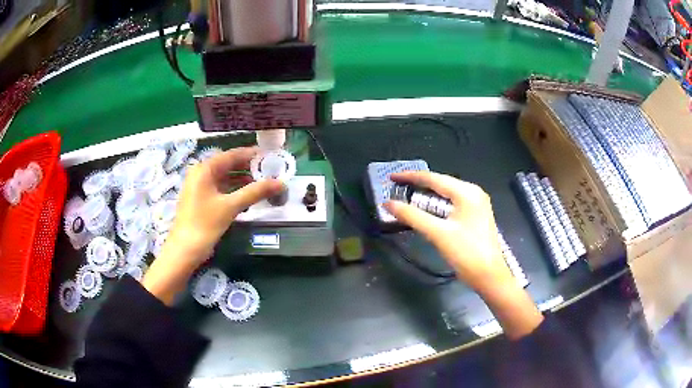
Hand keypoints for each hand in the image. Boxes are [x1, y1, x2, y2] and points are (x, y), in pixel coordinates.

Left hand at [143, 147, 282, 304]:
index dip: (252, 154)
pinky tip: (247, 195)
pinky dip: (233, 189)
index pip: (232, 155)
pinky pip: (220, 188)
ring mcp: (198, 186)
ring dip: (242, 179)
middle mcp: (200, 173)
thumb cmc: (205, 224)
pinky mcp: (200, 199)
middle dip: (248, 168)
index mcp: (204, 169)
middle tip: (270, 171)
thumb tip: (281, 183)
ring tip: (262, 183)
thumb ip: (255, 192)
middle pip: (228, 165)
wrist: (184, 250)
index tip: (271, 156)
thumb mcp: (231, 206)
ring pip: (224, 177)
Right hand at [384, 171, 542, 338]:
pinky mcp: (475, 216)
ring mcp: (476, 204)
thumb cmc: (466, 253)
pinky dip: (437, 207)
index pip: (433, 178)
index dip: (410, 177)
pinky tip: (426, 212)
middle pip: (440, 184)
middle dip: (418, 187)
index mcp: (466, 192)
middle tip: (396, 190)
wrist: (489, 276)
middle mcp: (473, 193)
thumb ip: (412, 216)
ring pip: (446, 195)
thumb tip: (388, 203)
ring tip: (407, 199)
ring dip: (427, 198)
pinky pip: (452, 205)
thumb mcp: (438, 233)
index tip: (391, 177)